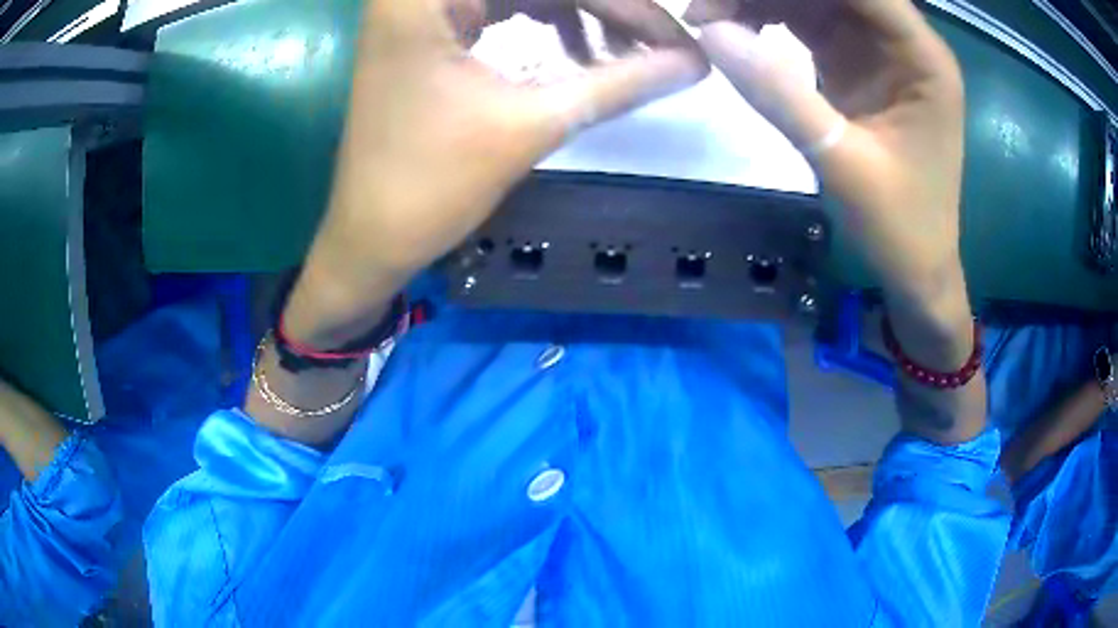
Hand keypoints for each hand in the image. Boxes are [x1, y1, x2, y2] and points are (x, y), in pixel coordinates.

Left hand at [294, 0, 707, 333]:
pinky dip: (549, 27)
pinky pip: (504, 9)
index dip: (622, 5)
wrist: (369, 241)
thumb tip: (694, 64)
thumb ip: (619, 84)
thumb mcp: (530, 125)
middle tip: (661, 45)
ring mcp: (422, 7)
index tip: (676, 40)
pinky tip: (582, 54)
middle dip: (605, 8)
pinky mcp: (430, 29)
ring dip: (582, 16)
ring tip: (628, 53)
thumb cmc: (430, 187)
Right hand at [687, 0, 965, 300]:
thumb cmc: (899, 226)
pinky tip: (734, 29)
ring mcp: (879, 49)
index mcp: (923, 58)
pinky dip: (767, 17)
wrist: (916, 266)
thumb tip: (710, 32)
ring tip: (706, 18)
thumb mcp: (841, 163)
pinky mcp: (856, 62)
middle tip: (704, 10)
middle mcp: (904, 41)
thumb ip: (780, 95)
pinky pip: (807, 19)